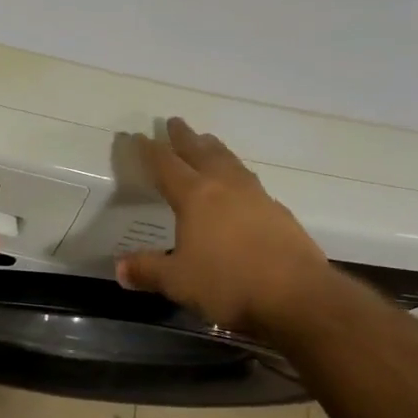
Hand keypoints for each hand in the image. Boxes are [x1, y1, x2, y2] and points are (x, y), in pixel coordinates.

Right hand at [116, 118, 332, 336]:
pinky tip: (240, 185)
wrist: (298, 297)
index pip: (166, 165)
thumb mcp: (178, 281)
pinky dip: (238, 174)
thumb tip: (120, 268)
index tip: (139, 135)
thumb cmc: (228, 284)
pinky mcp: (279, 213)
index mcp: (195, 197)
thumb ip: (148, 270)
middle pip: (201, 152)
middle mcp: (225, 187)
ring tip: (208, 141)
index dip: (150, 150)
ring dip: (215, 149)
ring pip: (230, 162)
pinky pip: (251, 182)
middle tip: (175, 121)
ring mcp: (256, 197)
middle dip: (185, 137)